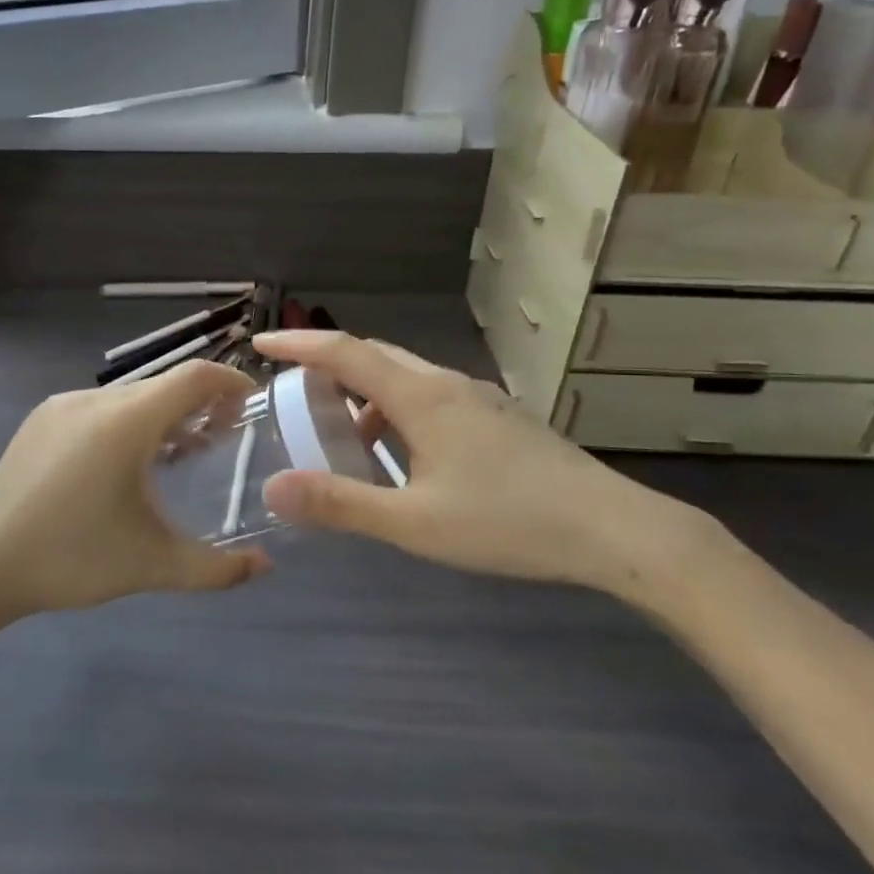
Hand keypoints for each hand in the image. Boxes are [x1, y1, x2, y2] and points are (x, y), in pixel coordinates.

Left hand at [0, 361, 270, 618]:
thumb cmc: (72, 558)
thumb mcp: (152, 565)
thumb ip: (215, 568)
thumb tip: (264, 568)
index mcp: (126, 422)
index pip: (193, 377)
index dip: (230, 382)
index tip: (250, 405)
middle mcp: (95, 400)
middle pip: (163, 386)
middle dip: (199, 405)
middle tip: (220, 441)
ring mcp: (62, 405)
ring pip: (129, 397)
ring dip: (161, 415)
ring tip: (176, 455)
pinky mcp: (40, 419)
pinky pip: (98, 407)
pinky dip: (126, 422)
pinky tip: (122, 464)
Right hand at [253, 331, 710, 595]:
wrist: (613, 529)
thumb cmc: (507, 521)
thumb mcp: (414, 523)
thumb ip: (341, 504)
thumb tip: (273, 489)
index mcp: (421, 397)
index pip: (345, 353)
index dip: (298, 345)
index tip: (260, 345)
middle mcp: (447, 384)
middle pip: (376, 356)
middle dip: (330, 366)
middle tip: (296, 393)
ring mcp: (480, 398)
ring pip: (407, 377)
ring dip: (368, 393)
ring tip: (348, 435)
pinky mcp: (501, 418)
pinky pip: (433, 396)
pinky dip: (400, 409)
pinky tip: (407, 455)